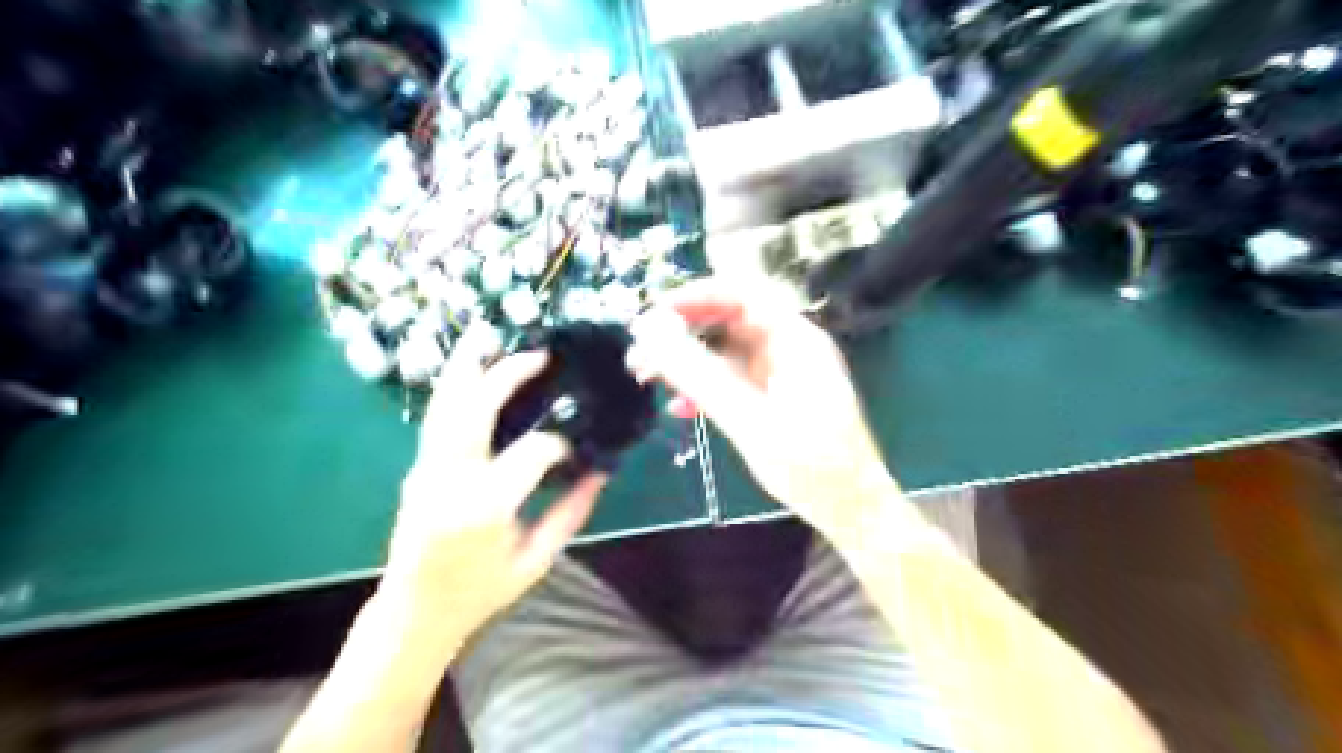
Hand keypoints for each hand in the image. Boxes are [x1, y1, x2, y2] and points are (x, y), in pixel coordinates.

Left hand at [378, 327, 609, 649]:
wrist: (414, 612)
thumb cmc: (481, 592)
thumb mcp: (537, 560)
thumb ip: (572, 512)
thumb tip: (603, 471)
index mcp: (486, 509)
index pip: (530, 454)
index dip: (558, 444)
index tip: (576, 449)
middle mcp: (450, 480)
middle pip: (476, 410)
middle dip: (507, 374)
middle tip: (539, 355)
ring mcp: (427, 470)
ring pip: (445, 405)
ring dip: (467, 366)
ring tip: (487, 333)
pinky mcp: (418, 467)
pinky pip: (438, 417)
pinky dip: (454, 386)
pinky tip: (469, 367)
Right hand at [632, 279, 899, 533]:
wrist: (851, 511)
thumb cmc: (810, 464)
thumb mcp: (747, 418)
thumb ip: (698, 373)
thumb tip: (649, 330)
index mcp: (794, 339)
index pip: (739, 295)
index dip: (693, 298)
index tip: (650, 315)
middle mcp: (788, 348)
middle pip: (727, 322)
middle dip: (681, 334)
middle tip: (638, 354)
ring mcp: (781, 374)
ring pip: (724, 354)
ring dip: (686, 363)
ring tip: (645, 378)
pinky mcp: (773, 400)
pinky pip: (732, 382)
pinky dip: (704, 389)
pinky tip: (679, 409)